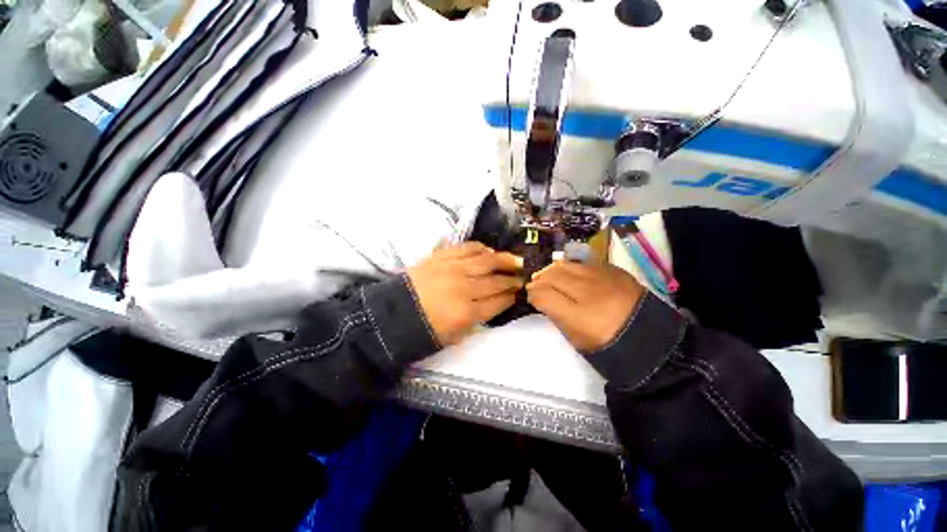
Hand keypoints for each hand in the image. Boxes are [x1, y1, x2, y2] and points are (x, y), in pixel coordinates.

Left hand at [407, 242, 522, 345]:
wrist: (394, 313)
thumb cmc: (425, 329)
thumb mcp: (455, 336)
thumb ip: (477, 320)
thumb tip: (494, 303)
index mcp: (466, 313)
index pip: (498, 301)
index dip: (512, 296)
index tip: (520, 292)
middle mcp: (463, 288)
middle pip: (496, 281)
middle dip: (513, 279)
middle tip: (523, 276)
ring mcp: (452, 269)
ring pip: (486, 261)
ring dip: (505, 260)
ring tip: (516, 260)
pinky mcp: (441, 257)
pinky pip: (467, 248)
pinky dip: (481, 248)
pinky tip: (489, 251)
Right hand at [526, 262, 645, 352]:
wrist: (649, 336)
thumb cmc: (607, 344)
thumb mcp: (575, 338)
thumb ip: (555, 315)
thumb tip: (540, 296)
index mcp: (580, 316)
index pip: (543, 295)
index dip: (532, 294)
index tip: (532, 297)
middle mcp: (590, 292)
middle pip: (552, 276)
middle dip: (539, 280)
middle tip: (537, 286)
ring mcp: (603, 277)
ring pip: (566, 265)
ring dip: (553, 271)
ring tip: (551, 278)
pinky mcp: (614, 270)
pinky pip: (583, 263)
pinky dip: (571, 268)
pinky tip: (571, 276)